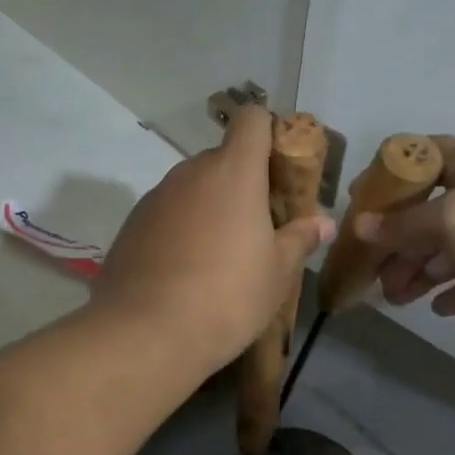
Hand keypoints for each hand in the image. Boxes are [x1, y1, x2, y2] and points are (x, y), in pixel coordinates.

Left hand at [97, 106, 334, 366]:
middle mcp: (190, 173)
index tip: (279, 169)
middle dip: (242, 181)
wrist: (147, 334)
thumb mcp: (277, 273)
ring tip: (220, 254)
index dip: (268, 133)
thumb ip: (300, 239)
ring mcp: (155, 197)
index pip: (251, 120)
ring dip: (209, 206)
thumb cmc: (227, 297)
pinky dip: (180, 228)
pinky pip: (166, 213)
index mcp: (233, 172)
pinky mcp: (131, 225)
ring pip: (192, 187)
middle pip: (222, 158)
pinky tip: (185, 270)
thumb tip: (324, 222)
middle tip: (258, 225)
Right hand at [355, 140, 454, 326]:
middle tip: (374, 274)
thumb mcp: (454, 220)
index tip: (358, 208)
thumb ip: (405, 225)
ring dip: (422, 270)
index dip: (384, 178)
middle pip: (429, 210)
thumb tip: (364, 227)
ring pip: (452, 246)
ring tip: (398, 299)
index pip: (417, 157)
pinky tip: (441, 308)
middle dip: (398, 242)